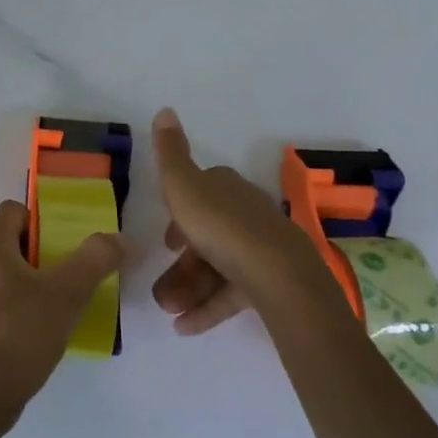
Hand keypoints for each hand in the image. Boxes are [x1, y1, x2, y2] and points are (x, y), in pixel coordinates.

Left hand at [0, 200, 122, 427]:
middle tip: (71, 277)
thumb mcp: (67, 293)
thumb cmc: (20, 334)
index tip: (66, 246)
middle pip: (12, 243)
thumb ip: (95, 260)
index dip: (42, 220)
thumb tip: (117, 238)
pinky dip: (20, 308)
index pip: (14, 210)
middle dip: (44, 255)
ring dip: (34, 284)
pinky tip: (41, 332)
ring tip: (61, 307)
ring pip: (6, 275)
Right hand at [150, 107, 326, 334]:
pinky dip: (207, 309)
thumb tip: (165, 110)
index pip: (202, 192)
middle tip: (161, 286)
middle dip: (181, 264)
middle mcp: (246, 215)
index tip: (166, 238)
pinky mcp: (269, 282)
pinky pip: (232, 294)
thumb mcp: (183, 185)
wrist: (277, 275)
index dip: (181, 212)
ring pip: (217, 268)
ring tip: (168, 310)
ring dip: (188, 289)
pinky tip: (185, 327)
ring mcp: (260, 250)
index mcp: (227, 190)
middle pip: (207, 236)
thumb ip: (170, 152)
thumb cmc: (221, 226)